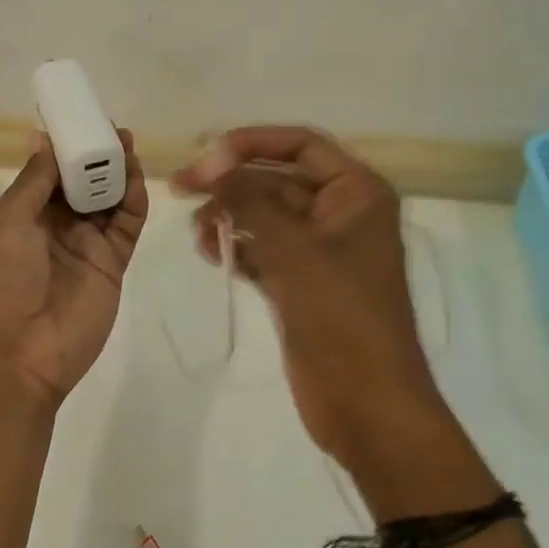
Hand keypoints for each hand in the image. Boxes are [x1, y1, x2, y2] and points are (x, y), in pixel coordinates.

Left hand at [0, 130, 148, 412]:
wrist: (17, 356)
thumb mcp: (7, 221)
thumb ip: (35, 179)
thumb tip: (45, 137)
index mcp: (19, 216)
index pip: (47, 172)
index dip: (64, 146)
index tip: (81, 117)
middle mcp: (53, 228)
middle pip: (81, 183)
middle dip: (95, 154)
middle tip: (113, 128)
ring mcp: (85, 246)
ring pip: (107, 200)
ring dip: (116, 172)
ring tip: (127, 143)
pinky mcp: (112, 264)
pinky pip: (126, 225)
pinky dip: (133, 199)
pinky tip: (136, 176)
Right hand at [174, 126, 445, 470]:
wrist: (367, 404)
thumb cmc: (340, 317)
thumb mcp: (294, 250)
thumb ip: (250, 200)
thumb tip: (212, 160)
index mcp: (357, 193)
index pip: (300, 145)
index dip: (251, 143)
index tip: (204, 156)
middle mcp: (341, 214)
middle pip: (278, 179)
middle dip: (232, 182)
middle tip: (181, 190)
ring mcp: (321, 252)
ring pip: (267, 216)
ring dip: (230, 216)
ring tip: (197, 231)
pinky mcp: (302, 284)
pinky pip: (265, 250)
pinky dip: (238, 247)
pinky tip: (210, 252)